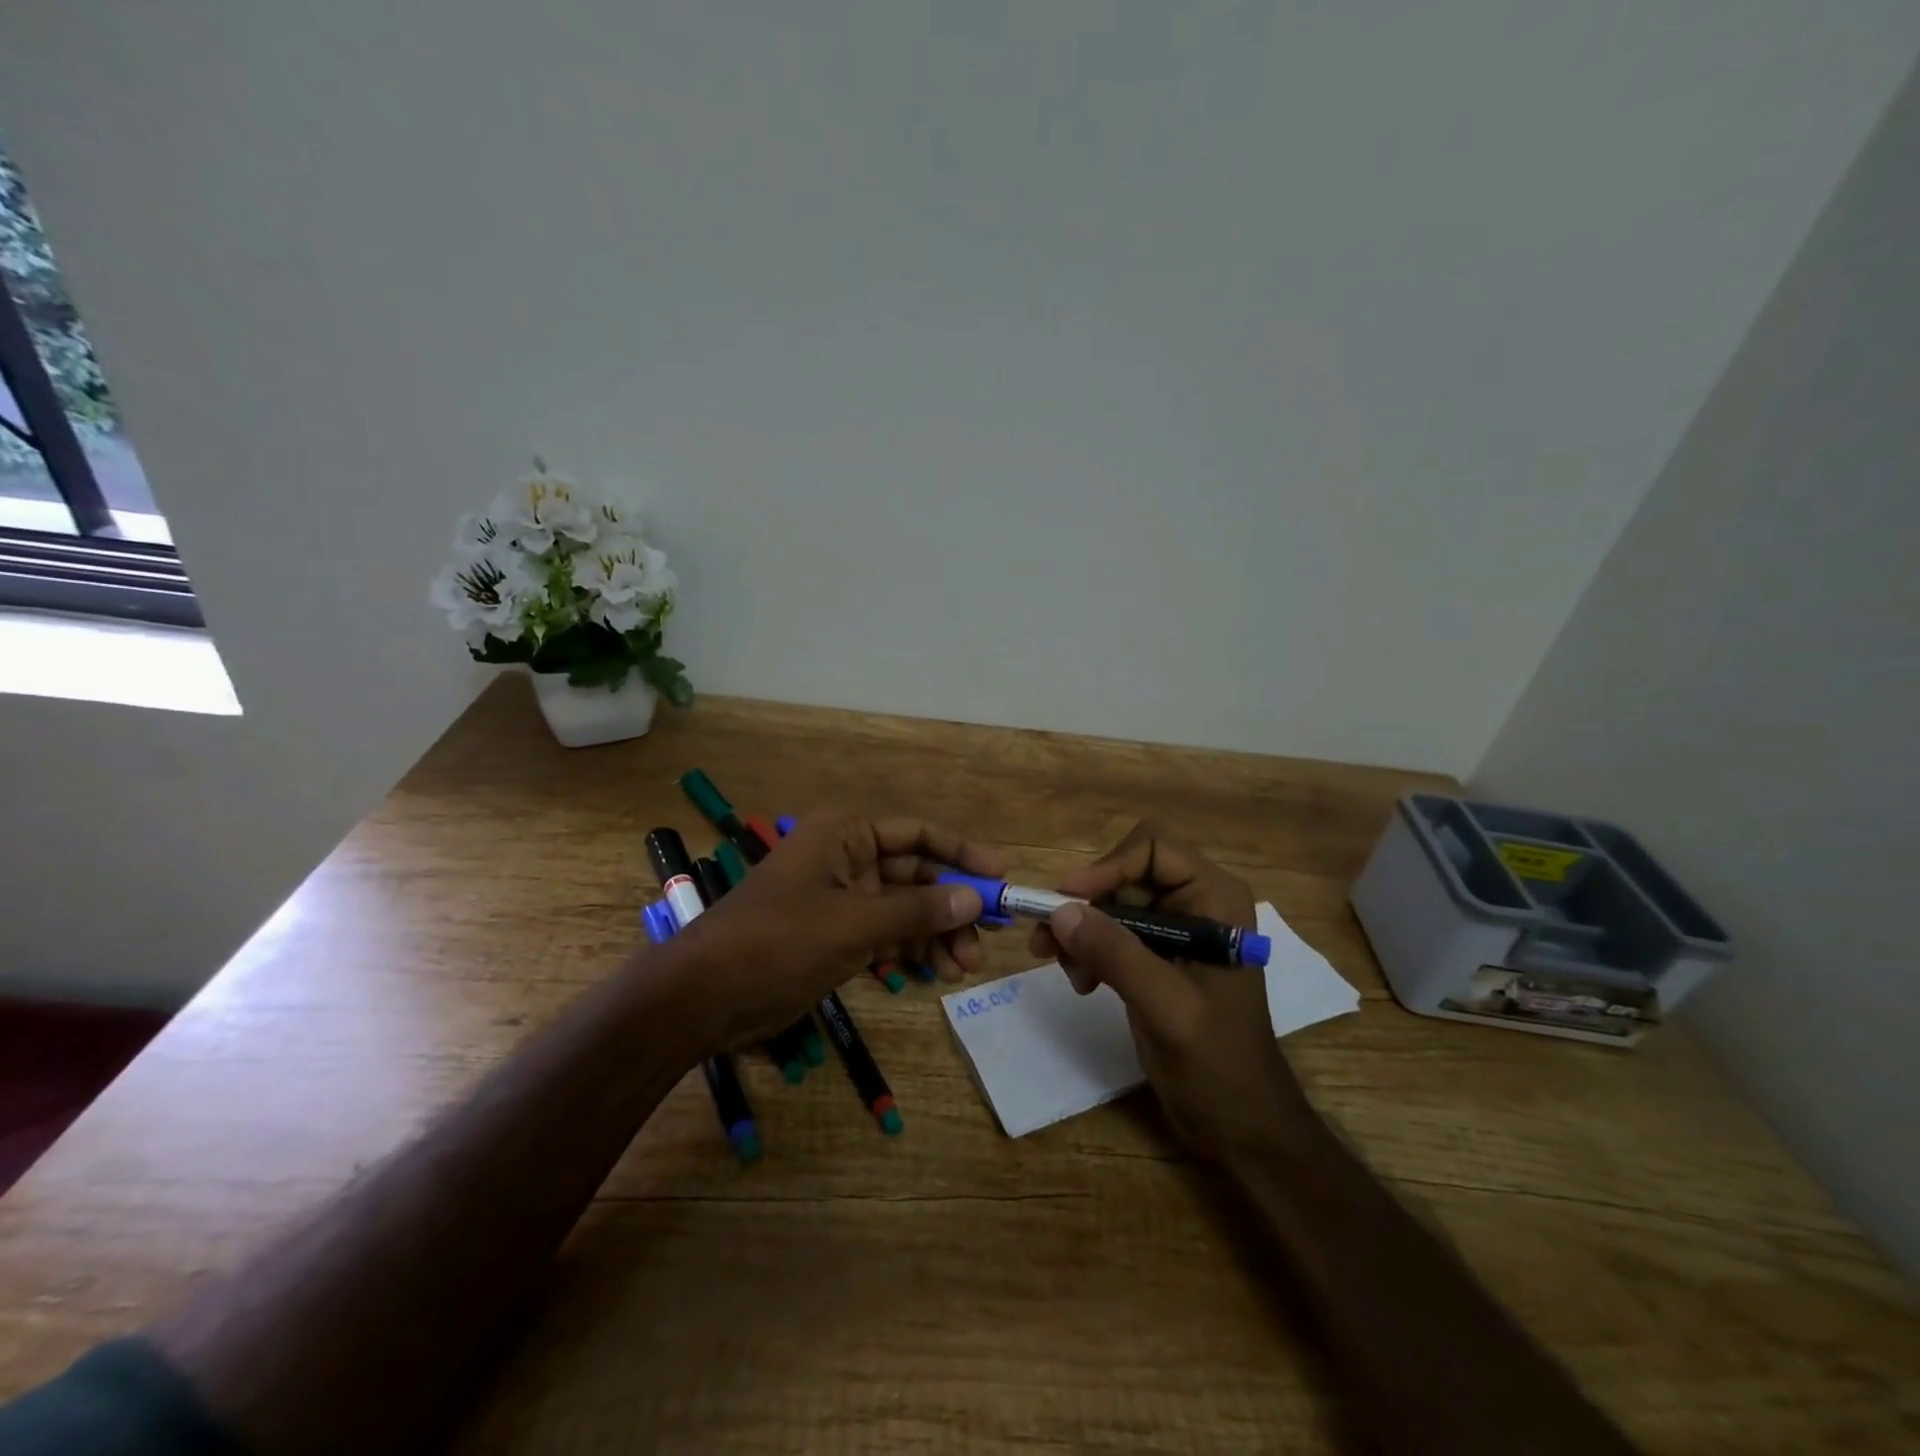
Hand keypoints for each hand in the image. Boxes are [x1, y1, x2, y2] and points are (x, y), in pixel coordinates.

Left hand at [673, 811, 1002, 1049]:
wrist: (704, 997)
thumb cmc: (777, 941)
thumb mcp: (853, 924)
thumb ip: (916, 911)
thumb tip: (974, 900)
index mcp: (846, 834)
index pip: (918, 834)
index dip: (962, 853)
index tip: (1000, 879)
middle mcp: (847, 858)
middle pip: (916, 875)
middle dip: (950, 907)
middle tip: (986, 942)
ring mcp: (842, 899)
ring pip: (905, 910)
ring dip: (935, 935)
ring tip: (962, 969)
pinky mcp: (836, 935)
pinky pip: (886, 935)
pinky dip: (910, 952)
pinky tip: (934, 974)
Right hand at [1030, 821, 1313, 1162]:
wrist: (1241, 1125)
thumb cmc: (1218, 1065)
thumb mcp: (1167, 1008)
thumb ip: (1117, 954)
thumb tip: (1059, 910)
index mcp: (1215, 899)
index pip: (1153, 849)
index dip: (1106, 867)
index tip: (1066, 902)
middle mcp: (1196, 902)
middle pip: (1125, 873)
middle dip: (1085, 904)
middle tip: (1047, 941)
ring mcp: (1175, 929)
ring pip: (1112, 901)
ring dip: (1081, 930)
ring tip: (1065, 970)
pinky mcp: (1156, 955)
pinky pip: (1111, 931)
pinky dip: (1088, 949)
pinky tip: (1082, 983)